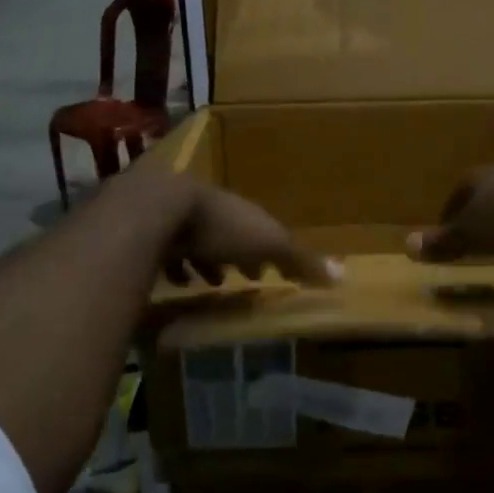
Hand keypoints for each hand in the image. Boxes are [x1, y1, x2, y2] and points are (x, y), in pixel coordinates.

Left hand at [164, 182, 339, 287]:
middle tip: (243, 276)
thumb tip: (342, 276)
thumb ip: (299, 260)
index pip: (262, 231)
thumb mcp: (267, 244)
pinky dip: (175, 267)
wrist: (159, 208)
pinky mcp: (152, 233)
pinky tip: (176, 282)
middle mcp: (214, 211)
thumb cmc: (220, 226)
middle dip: (237, 254)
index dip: (270, 251)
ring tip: (207, 284)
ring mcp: (180, 219)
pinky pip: (166, 252)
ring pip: (198, 241)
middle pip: (230, 234)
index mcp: (243, 212)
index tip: (273, 272)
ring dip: (205, 261)